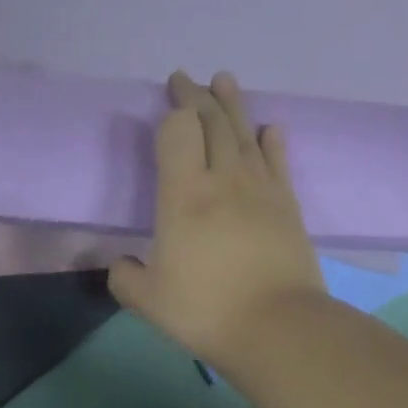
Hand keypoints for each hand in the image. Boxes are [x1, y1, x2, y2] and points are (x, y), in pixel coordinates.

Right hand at [109, 71, 327, 365]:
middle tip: (186, 79)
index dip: (172, 112)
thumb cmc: (206, 310)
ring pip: (245, 133)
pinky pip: (277, 161)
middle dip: (197, 96)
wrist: (278, 327)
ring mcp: (261, 189)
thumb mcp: (148, 300)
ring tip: (224, 80)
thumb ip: (125, 277)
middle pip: (212, 122)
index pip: (178, 132)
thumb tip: (120, 263)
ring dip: (232, 104)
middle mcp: (223, 179)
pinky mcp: (287, 206)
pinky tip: (268, 128)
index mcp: (184, 195)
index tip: (166, 103)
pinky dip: (270, 141)